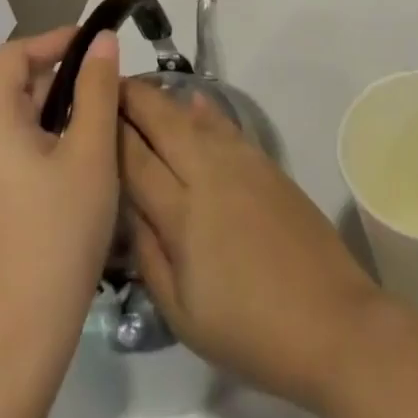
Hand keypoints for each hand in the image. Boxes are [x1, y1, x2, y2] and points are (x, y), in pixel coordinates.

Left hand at [0, 26, 119, 362]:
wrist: (22, 334)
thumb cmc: (60, 231)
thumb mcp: (91, 152)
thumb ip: (97, 89)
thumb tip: (101, 40)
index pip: (11, 56)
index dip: (51, 39)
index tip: (94, 44)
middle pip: (17, 87)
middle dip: (64, 74)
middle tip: (112, 83)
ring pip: (24, 122)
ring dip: (63, 108)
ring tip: (107, 119)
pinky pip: (24, 151)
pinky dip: (55, 139)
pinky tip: (88, 161)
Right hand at [118, 79, 382, 410]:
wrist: (331, 321)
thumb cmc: (249, 331)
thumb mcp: (181, 313)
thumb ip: (149, 254)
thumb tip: (128, 209)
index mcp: (183, 214)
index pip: (135, 159)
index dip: (110, 131)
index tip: (85, 109)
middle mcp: (210, 175)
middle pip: (164, 124)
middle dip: (134, 100)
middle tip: (107, 86)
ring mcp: (243, 164)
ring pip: (195, 119)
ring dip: (166, 101)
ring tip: (140, 91)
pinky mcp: (268, 165)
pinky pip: (227, 127)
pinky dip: (206, 112)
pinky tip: (195, 102)